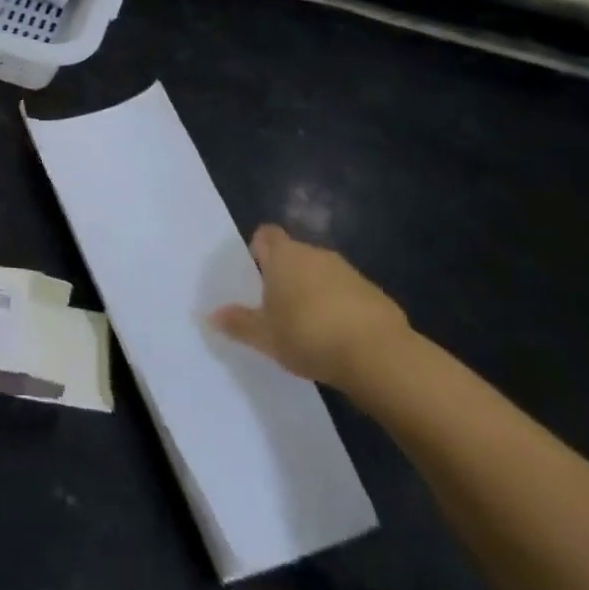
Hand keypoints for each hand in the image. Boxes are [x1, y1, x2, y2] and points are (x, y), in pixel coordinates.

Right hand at [210, 225, 408, 388]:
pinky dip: (342, 308)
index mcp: (283, 256)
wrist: (377, 355)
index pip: (266, 235)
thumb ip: (238, 323)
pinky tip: (340, 338)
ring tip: (309, 326)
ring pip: (322, 274)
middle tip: (277, 306)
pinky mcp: (375, 293)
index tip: (256, 273)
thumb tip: (211, 315)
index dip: (259, 249)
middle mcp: (315, 254)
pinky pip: (348, 294)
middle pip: (294, 254)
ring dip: (315, 291)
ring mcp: (348, 272)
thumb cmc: (307, 335)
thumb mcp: (264, 336)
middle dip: (286, 275)